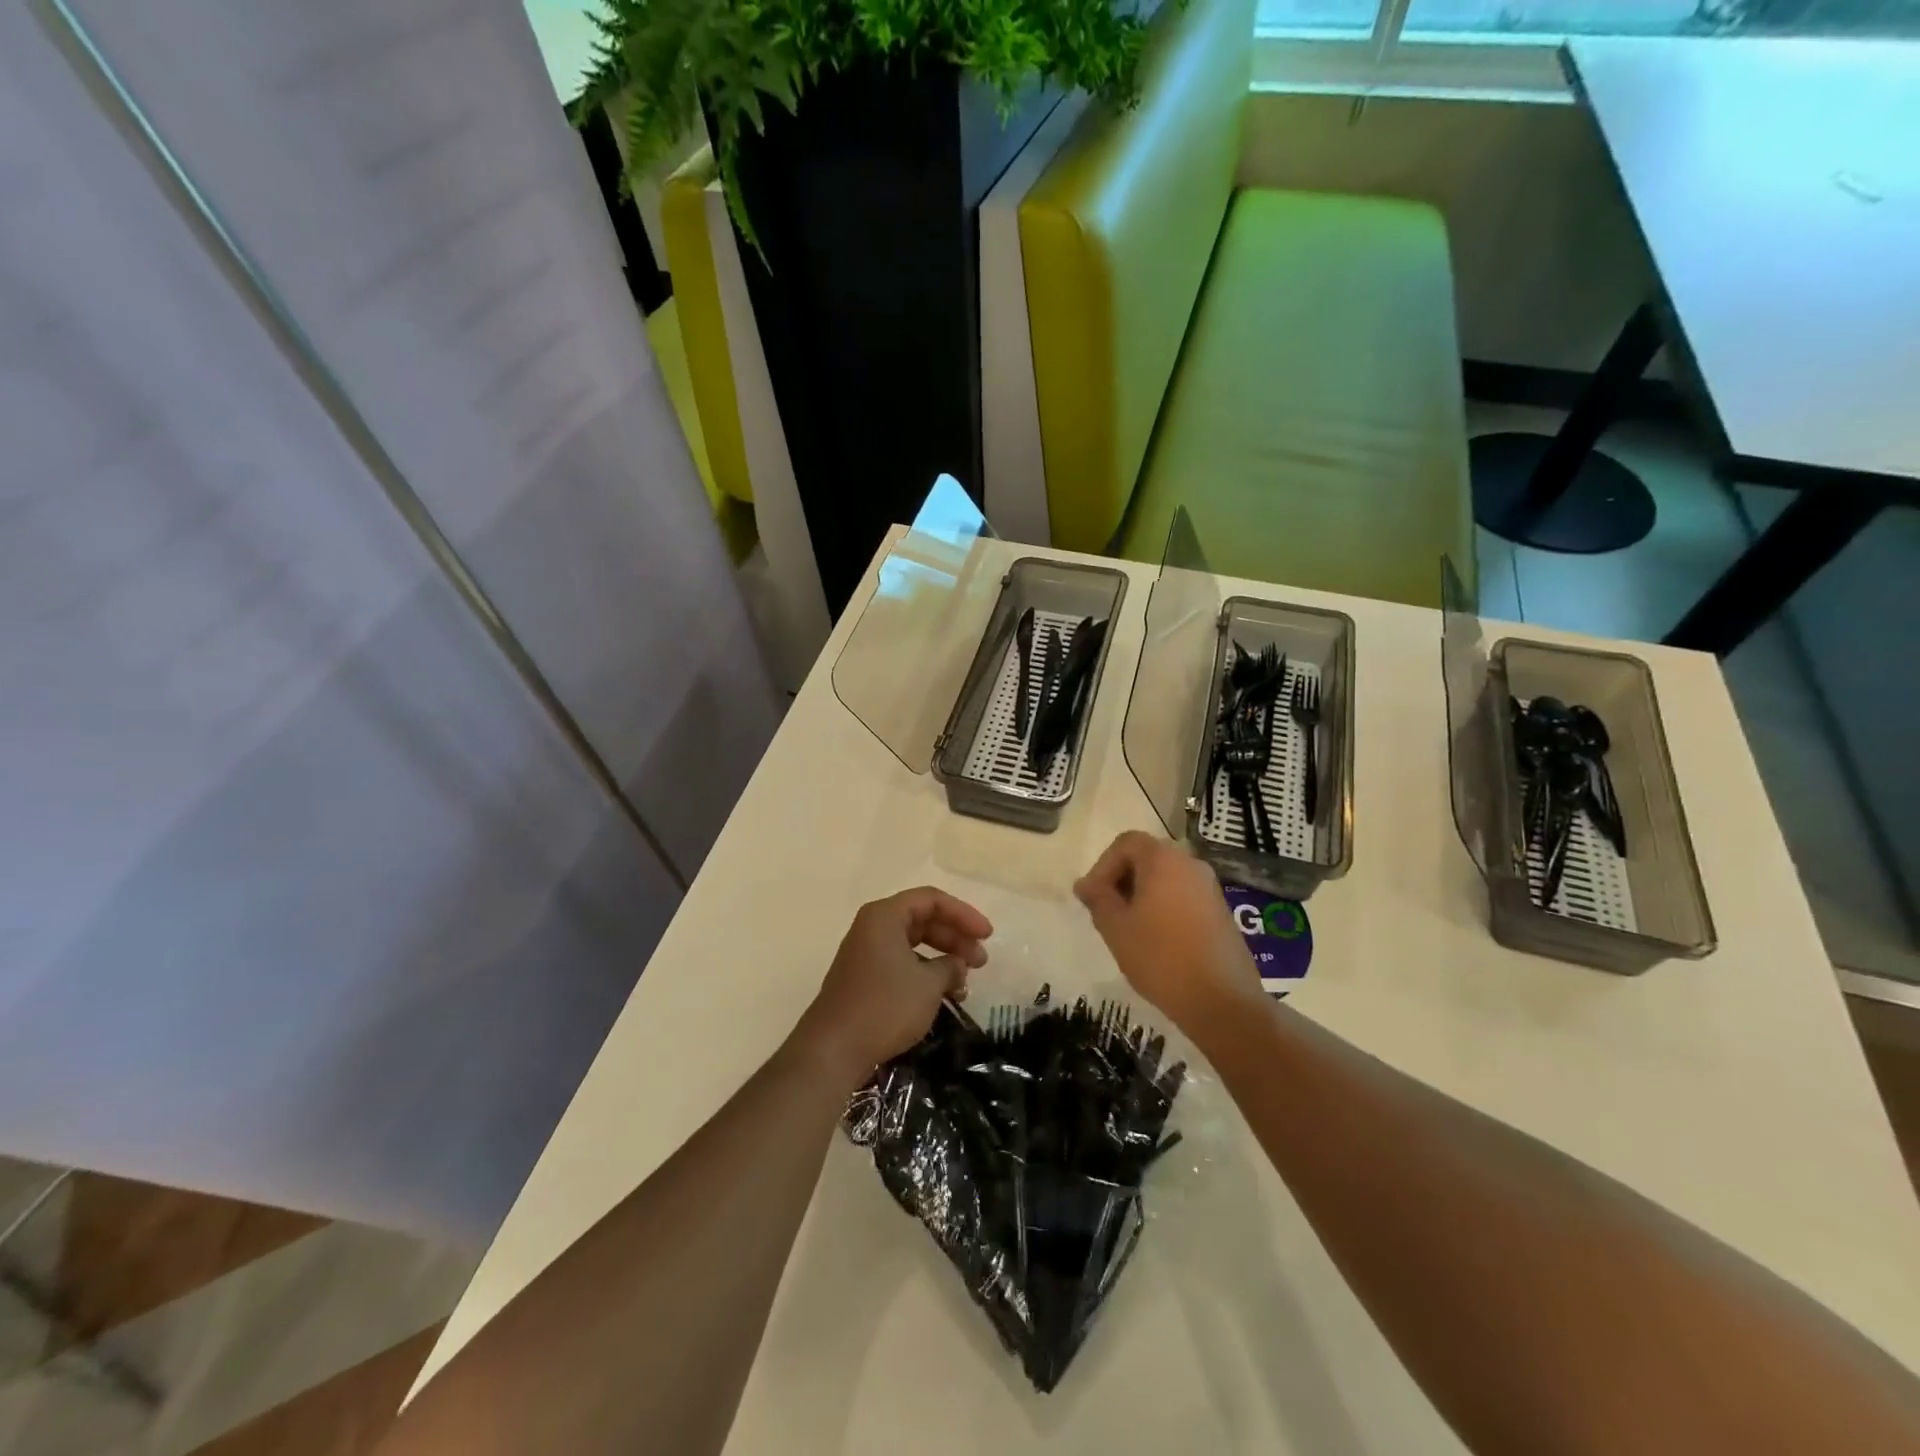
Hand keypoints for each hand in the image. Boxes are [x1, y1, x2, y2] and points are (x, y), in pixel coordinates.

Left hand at [793, 887, 992, 1086]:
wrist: (833, 1049)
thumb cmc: (884, 1006)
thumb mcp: (928, 985)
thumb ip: (950, 967)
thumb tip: (956, 965)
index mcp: (885, 915)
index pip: (932, 900)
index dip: (964, 914)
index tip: (987, 935)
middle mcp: (873, 927)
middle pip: (922, 919)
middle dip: (955, 937)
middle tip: (981, 961)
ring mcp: (866, 952)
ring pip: (913, 943)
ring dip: (942, 957)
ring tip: (966, 981)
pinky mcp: (864, 977)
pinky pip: (902, 963)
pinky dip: (925, 972)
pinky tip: (944, 994)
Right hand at [1074, 831, 1264, 1042]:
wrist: (1221, 1001)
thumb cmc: (1160, 957)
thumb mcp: (1115, 927)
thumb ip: (1098, 899)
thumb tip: (1086, 884)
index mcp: (1163, 859)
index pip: (1125, 843)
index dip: (1102, 866)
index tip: (1093, 898)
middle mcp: (1190, 864)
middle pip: (1146, 858)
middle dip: (1121, 880)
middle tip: (1106, 913)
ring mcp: (1210, 888)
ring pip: (1165, 878)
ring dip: (1141, 896)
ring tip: (1128, 930)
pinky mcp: (1220, 912)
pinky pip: (1183, 896)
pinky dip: (1163, 908)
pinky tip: (1155, 941)